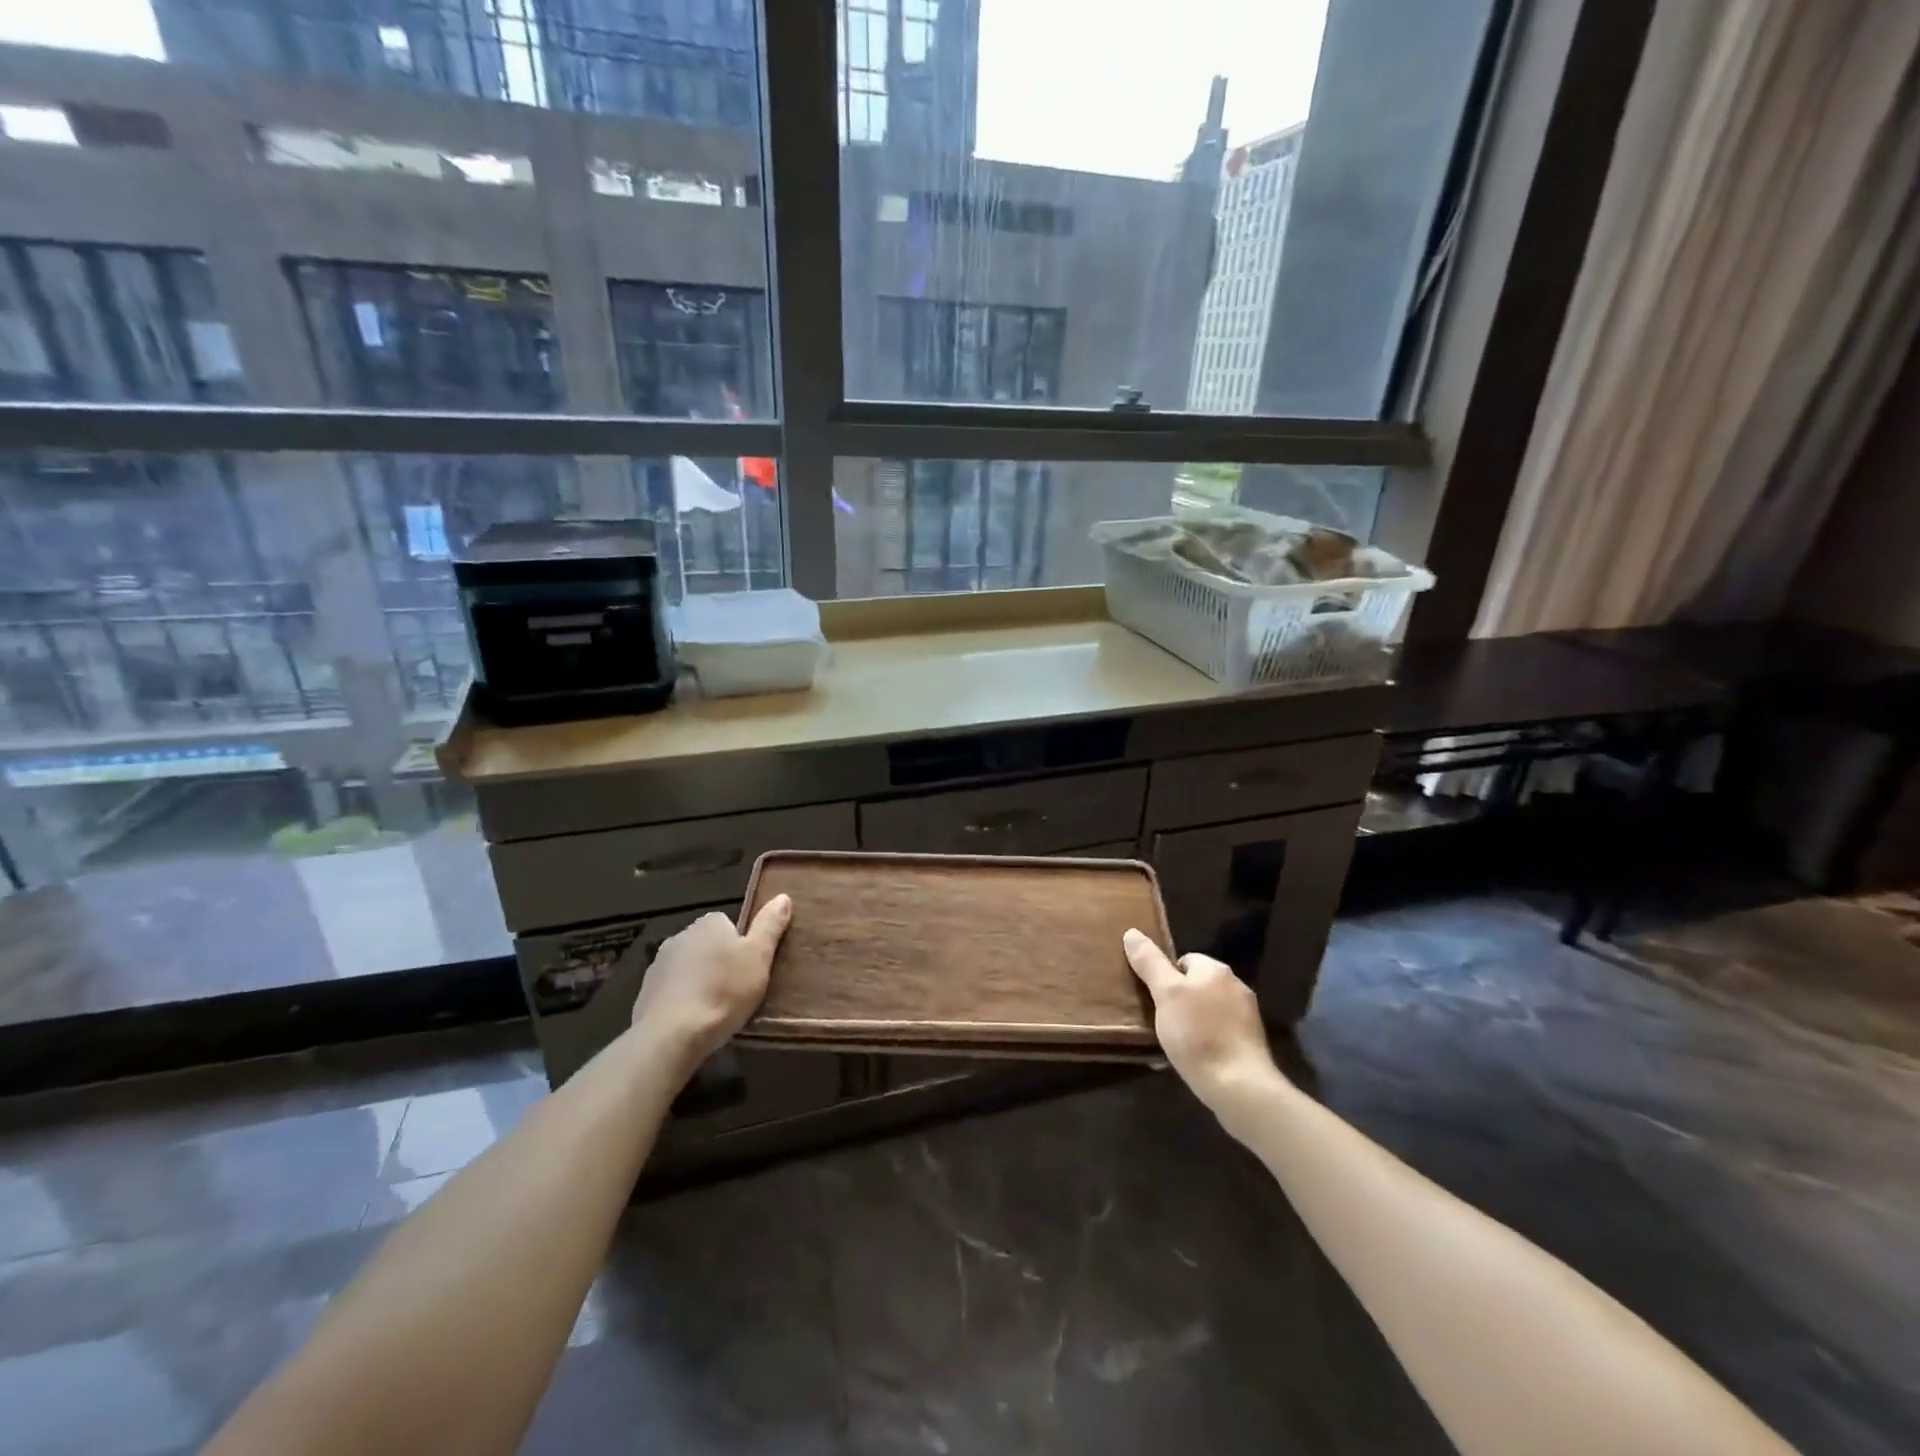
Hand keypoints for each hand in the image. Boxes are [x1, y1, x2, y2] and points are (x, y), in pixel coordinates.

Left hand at [629, 895, 790, 1071]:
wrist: (672, 1035)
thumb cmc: (723, 991)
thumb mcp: (759, 956)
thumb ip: (770, 925)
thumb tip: (783, 896)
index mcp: (709, 923)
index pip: (729, 924)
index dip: (742, 945)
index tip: (750, 968)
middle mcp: (680, 936)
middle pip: (707, 945)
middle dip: (719, 963)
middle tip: (737, 989)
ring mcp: (658, 965)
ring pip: (688, 968)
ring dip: (699, 981)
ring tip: (716, 1009)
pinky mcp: (645, 993)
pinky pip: (671, 991)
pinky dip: (682, 1001)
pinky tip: (693, 1021)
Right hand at [1123, 929, 1283, 1112]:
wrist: (1239, 1087)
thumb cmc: (1198, 1034)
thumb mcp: (1165, 994)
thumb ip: (1150, 962)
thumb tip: (1132, 932)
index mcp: (1216, 970)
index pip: (1183, 960)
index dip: (1165, 978)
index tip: (1154, 1000)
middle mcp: (1236, 986)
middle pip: (1196, 985)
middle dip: (1178, 1001)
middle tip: (1160, 1022)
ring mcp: (1246, 1016)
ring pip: (1208, 1011)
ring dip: (1191, 1022)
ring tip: (1174, 1044)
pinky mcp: (1250, 1044)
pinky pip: (1219, 1033)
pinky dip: (1206, 1041)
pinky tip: (1194, 1058)